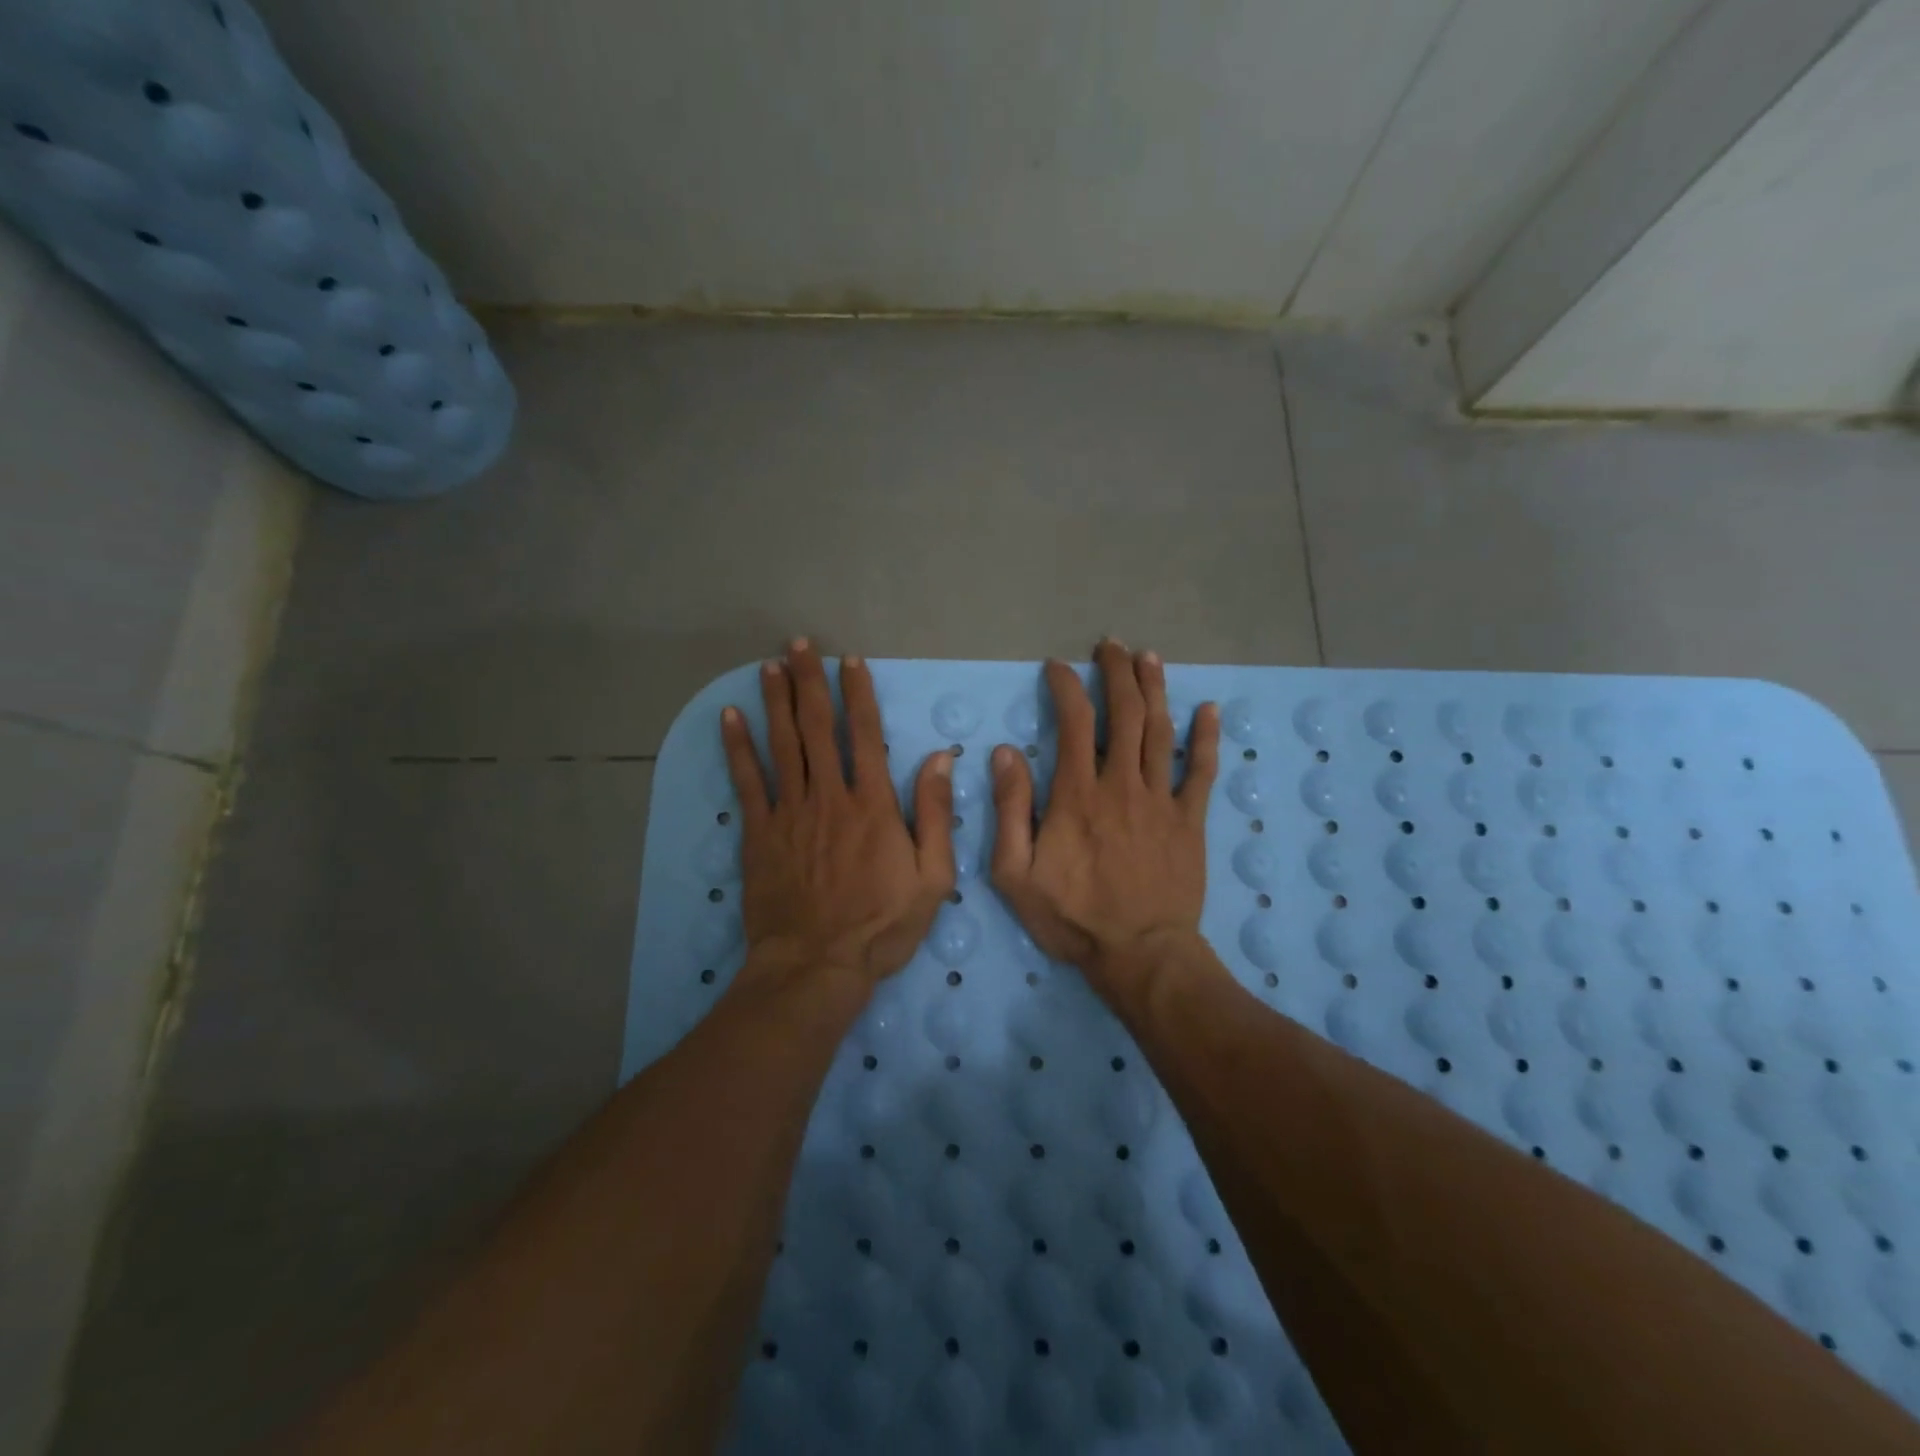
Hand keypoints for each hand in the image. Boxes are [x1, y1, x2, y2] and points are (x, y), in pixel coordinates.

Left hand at [721, 640, 956, 986]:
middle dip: (810, 682)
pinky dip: (739, 747)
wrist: (817, 965)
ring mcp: (790, 813)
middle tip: (800, 644)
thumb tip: (940, 759)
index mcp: (873, 804)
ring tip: (769, 665)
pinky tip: (730, 718)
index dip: (859, 695)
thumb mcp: (933, 877)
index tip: (851, 662)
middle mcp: (829, 796)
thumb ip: (937, 815)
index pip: (866, 735)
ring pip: (782, 745)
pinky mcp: (760, 833)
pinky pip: (748, 782)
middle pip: (818, 727)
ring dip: (776, 701)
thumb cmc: (882, 925)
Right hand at [990, 641, 1219, 989]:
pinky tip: (1209, 709)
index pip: (1073, 722)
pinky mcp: (1190, 821)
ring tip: (1148, 657)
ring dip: (1155, 689)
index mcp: (1077, 795)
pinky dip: (1207, 738)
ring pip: (1161, 731)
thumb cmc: (1072, 917)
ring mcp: (1161, 800)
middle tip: (1110, 645)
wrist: (1140, 954)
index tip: (1056, 667)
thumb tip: (1006, 753)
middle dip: (1116, 673)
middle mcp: (1122, 784)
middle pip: (1124, 714)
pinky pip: (1202, 771)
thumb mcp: (1015, 873)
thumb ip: (1010, 810)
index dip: (1065, 687)